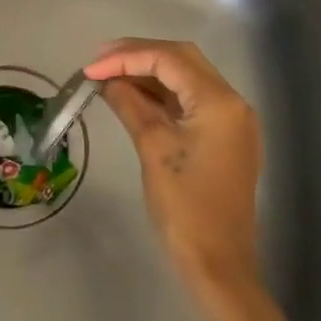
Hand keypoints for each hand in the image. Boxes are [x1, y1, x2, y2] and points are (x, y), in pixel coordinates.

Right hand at [82, 40, 299, 320]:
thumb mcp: (153, 148)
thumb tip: (106, 80)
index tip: (89, 69)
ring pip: (186, 78)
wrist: (219, 265)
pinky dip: (162, 94)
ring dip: (149, 72)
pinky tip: (132, 96)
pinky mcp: (224, 137)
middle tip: (99, 61)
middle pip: (182, 59)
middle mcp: (232, 102)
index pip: (168, 60)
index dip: (125, 57)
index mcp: (219, 101)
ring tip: (109, 75)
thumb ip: (130, 104)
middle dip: (138, 55)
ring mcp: (231, 120)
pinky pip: (190, 101)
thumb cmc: (185, 207)